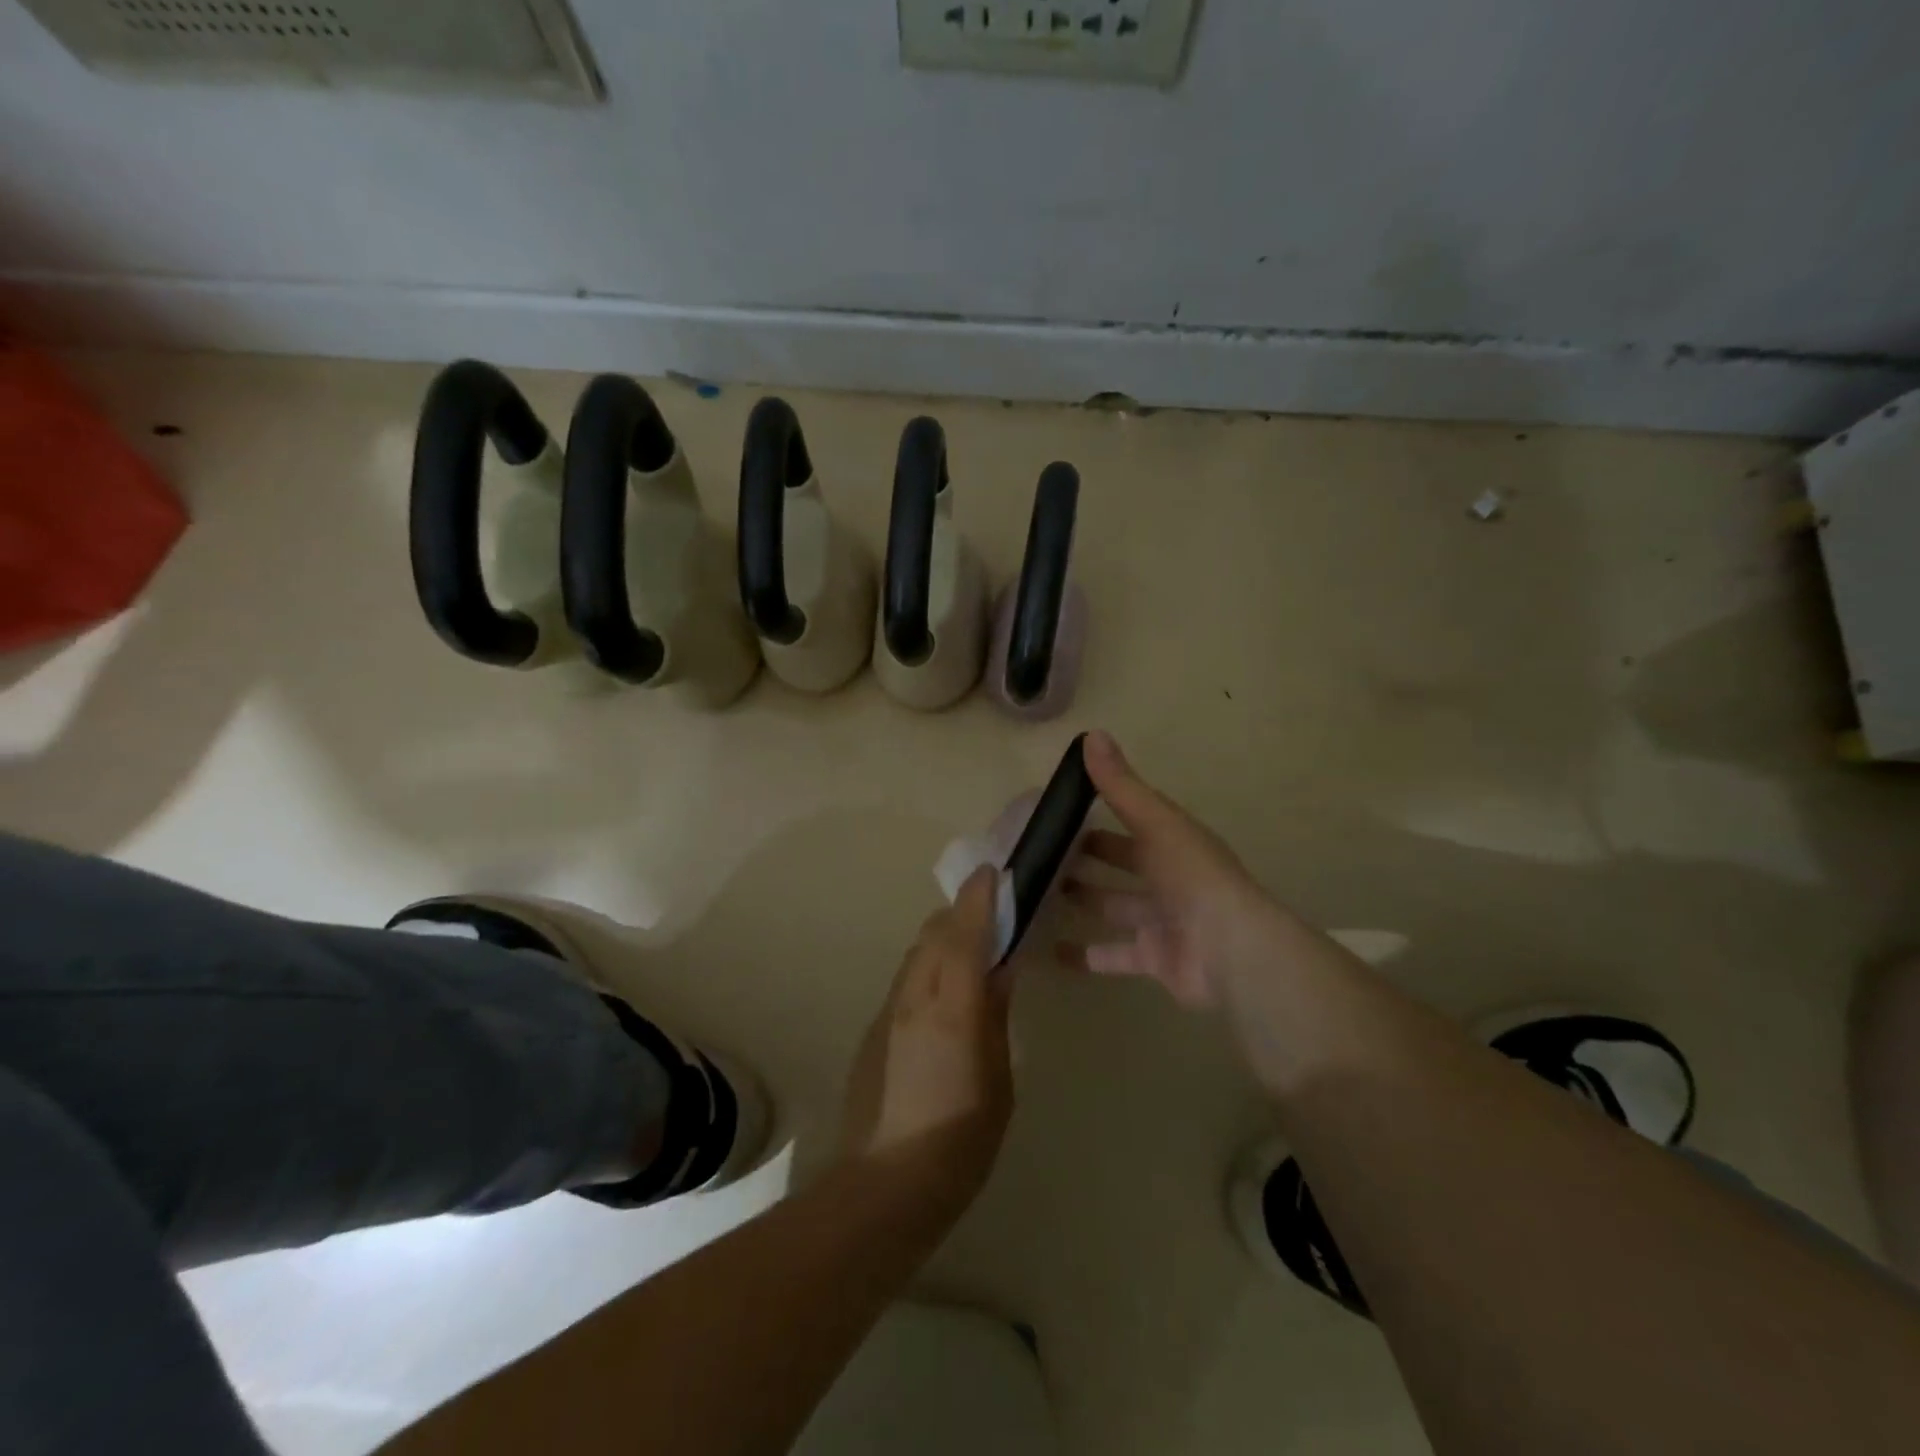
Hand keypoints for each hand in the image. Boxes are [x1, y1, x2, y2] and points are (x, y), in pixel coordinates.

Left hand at [838, 868, 1013, 1215]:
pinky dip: (928, 968)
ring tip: (971, 952)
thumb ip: (995, 1014)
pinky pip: (906, 980)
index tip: (991, 872)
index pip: (963, 932)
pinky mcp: (874, 1030)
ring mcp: (888, 1011)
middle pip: (933, 933)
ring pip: (916, 954)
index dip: (977, 898)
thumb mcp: (998, 1077)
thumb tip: (1000, 970)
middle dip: (960, 914)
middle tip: (991, 915)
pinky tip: (943, 995)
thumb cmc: (961, 1136)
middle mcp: (913, 995)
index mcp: (951, 1005)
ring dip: (942, 940)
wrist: (886, 1183)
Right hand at [1059, 731, 1278, 1007]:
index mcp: (1172, 841)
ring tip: (1037, 893)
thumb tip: (1091, 733)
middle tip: (1040, 852)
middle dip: (1087, 858)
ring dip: (1083, 900)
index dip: (1099, 812)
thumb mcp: (1155, 822)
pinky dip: (1084, 955)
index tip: (1058, 808)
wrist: (1230, 951)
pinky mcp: (1153, 959)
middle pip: (1122, 863)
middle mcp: (1167, 878)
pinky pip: (1112, 956)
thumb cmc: (1192, 877)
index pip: (1132, 819)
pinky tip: (1050, 951)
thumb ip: (1120, 785)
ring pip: (1113, 907)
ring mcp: (1160, 921)